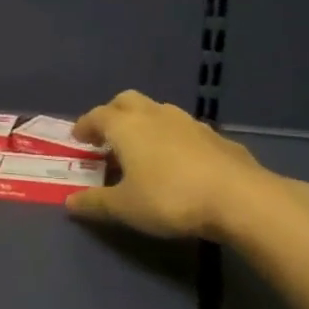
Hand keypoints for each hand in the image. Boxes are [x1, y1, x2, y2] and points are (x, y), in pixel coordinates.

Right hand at [65, 90, 269, 242]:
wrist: (240, 199)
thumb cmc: (169, 198)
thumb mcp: (124, 207)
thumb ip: (94, 203)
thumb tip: (69, 203)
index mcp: (126, 126)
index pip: (97, 115)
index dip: (84, 125)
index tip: (78, 138)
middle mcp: (155, 115)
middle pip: (127, 101)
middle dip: (113, 113)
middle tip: (108, 136)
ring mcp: (189, 123)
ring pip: (158, 111)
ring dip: (145, 123)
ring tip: (143, 148)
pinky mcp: (217, 137)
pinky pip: (185, 130)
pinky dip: (173, 138)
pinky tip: (179, 162)